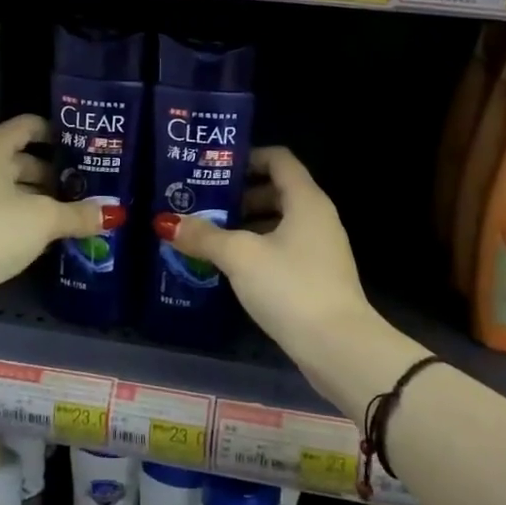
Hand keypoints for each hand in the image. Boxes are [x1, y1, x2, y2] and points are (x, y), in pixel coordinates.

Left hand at [0, 114, 112, 317]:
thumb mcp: (43, 219)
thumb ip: (79, 213)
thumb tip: (114, 213)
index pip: (27, 126)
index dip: (56, 131)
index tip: (85, 144)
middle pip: (25, 160)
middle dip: (58, 173)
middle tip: (92, 184)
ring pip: (18, 192)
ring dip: (47, 201)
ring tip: (82, 211)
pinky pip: (11, 217)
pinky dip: (32, 222)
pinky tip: (59, 235)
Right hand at [155, 147, 372, 355]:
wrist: (338, 347)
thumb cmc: (290, 286)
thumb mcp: (240, 256)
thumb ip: (204, 236)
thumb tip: (168, 222)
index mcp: (306, 200)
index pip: (278, 159)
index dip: (247, 157)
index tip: (214, 169)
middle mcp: (317, 218)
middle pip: (276, 190)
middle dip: (239, 195)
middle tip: (202, 204)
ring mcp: (320, 249)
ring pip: (278, 223)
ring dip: (245, 226)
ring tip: (208, 236)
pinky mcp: (317, 278)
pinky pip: (283, 250)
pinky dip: (257, 250)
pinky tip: (230, 268)